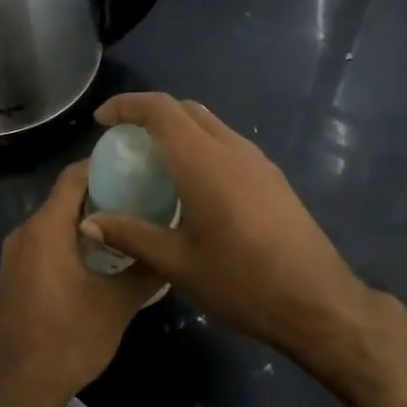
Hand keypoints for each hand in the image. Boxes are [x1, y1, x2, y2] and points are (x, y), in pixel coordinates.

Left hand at [0, 161, 161, 406]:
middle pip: (64, 197)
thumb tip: (169, 246)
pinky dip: (70, 239)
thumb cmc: (70, 339)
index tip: (136, 165)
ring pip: (54, 221)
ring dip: (86, 218)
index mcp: (46, 229)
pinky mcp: (13, 275)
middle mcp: (24, 232)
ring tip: (127, 224)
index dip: (103, 165)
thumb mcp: (119, 303)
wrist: (21, 388)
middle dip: (101, 193)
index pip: (74, 176)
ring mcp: (14, 255)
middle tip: (141, 196)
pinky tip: (99, 257)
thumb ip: (145, 268)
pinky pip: (44, 242)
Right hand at [79, 93, 376, 374]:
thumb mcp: (178, 264)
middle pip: (186, 110)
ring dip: (178, 130)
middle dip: (150, 115)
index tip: (101, 121)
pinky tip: (191, 185)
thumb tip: (88, 221)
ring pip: (210, 125)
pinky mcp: (272, 177)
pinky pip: (228, 145)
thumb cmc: (242, 282)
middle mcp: (232, 149)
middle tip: (124, 143)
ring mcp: (258, 161)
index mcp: (204, 162)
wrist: (318, 301)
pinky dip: (200, 147)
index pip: (161, 110)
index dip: (127, 106)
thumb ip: (132, 235)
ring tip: (153, 164)